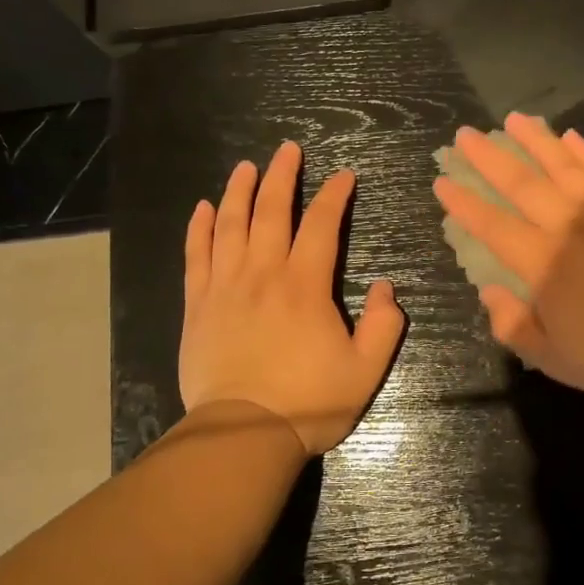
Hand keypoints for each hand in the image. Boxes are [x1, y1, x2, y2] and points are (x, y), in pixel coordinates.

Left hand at [181, 140, 405, 455]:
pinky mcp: (198, 306)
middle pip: (271, 211)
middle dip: (282, 176)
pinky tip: (202, 207)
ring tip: (246, 166)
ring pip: (230, 225)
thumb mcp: (365, 370)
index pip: (321, 225)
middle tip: (288, 149)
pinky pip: (196, 256)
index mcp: (305, 285)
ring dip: (239, 191)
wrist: (243, 434)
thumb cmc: (309, 402)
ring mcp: (225, 287)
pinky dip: (198, 228)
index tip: (344, 175)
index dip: (334, 195)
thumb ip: (385, 325)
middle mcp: (263, 274)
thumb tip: (387, 287)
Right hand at [433, 113, 583, 402]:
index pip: (493, 226)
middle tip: (465, 135)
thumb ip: (514, 325)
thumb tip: (488, 292)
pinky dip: (583, 151)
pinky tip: (568, 136)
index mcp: (544, 264)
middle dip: (489, 157)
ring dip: (533, 140)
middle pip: (522, 184)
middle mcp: (569, 227)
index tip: (442, 180)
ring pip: (562, 165)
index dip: (465, 203)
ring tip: (511, 118)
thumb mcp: (554, 359)